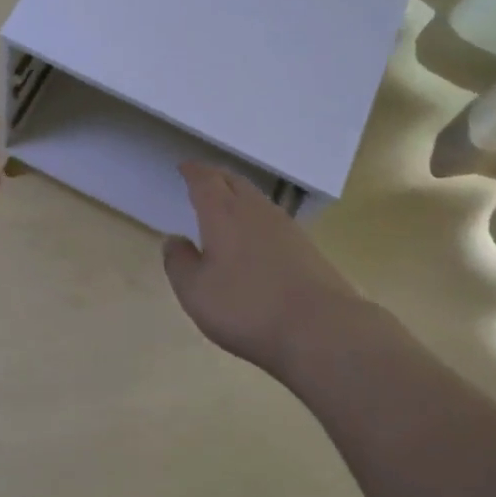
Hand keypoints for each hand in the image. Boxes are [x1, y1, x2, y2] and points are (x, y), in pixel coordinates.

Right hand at [163, 163, 369, 375]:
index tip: (184, 167)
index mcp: (223, 213)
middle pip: (233, 181)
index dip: (193, 171)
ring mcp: (285, 227)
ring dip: (238, 194)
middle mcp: (254, 210)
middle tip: (202, 179)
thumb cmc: (247, 307)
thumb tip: (174, 240)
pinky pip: (273, 218)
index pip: (205, 180)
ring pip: (256, 198)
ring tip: (226, 203)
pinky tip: (256, 234)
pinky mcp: (306, 247)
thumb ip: (179, 262)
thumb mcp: (196, 291)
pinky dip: (257, 216)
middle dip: (215, 177)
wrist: (321, 329)